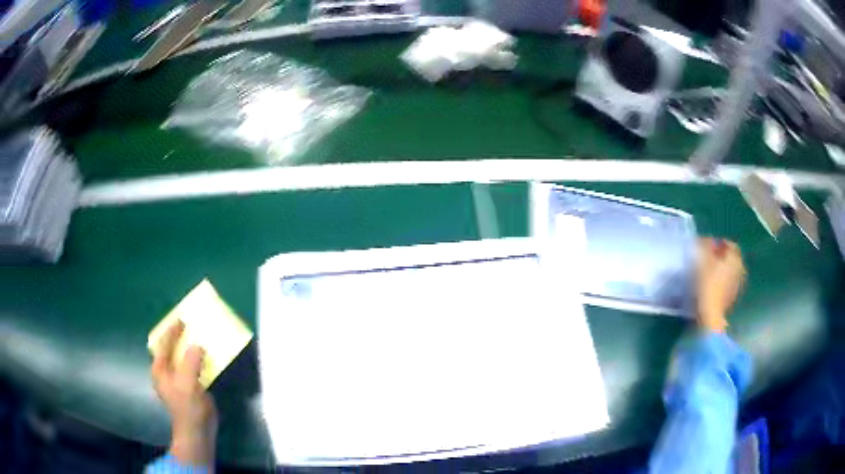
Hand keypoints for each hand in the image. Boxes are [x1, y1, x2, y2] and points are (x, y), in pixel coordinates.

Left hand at [151, 321, 217, 468]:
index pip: (163, 344)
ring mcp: (177, 380)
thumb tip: (198, 346)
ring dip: (190, 348)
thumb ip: (191, 361)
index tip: (182, 319)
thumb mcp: (188, 383)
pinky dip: (198, 359)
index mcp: (160, 369)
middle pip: (171, 349)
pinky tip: (206, 357)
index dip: (172, 331)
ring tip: (200, 338)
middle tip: (191, 326)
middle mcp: (166, 372)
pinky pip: (192, 367)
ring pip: (182, 358)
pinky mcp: (189, 387)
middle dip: (180, 338)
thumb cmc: (188, 407)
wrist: (197, 431)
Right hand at [696, 238, 745, 332]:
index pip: (730, 244)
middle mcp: (740, 268)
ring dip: (721, 267)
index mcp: (735, 258)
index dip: (718, 243)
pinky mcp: (733, 295)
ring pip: (730, 270)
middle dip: (720, 256)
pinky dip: (722, 279)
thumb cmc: (709, 286)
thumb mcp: (704, 263)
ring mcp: (738, 283)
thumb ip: (705, 248)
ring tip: (709, 271)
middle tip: (707, 258)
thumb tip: (703, 241)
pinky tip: (713, 283)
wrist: (712, 315)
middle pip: (731, 257)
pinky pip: (729, 281)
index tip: (707, 246)